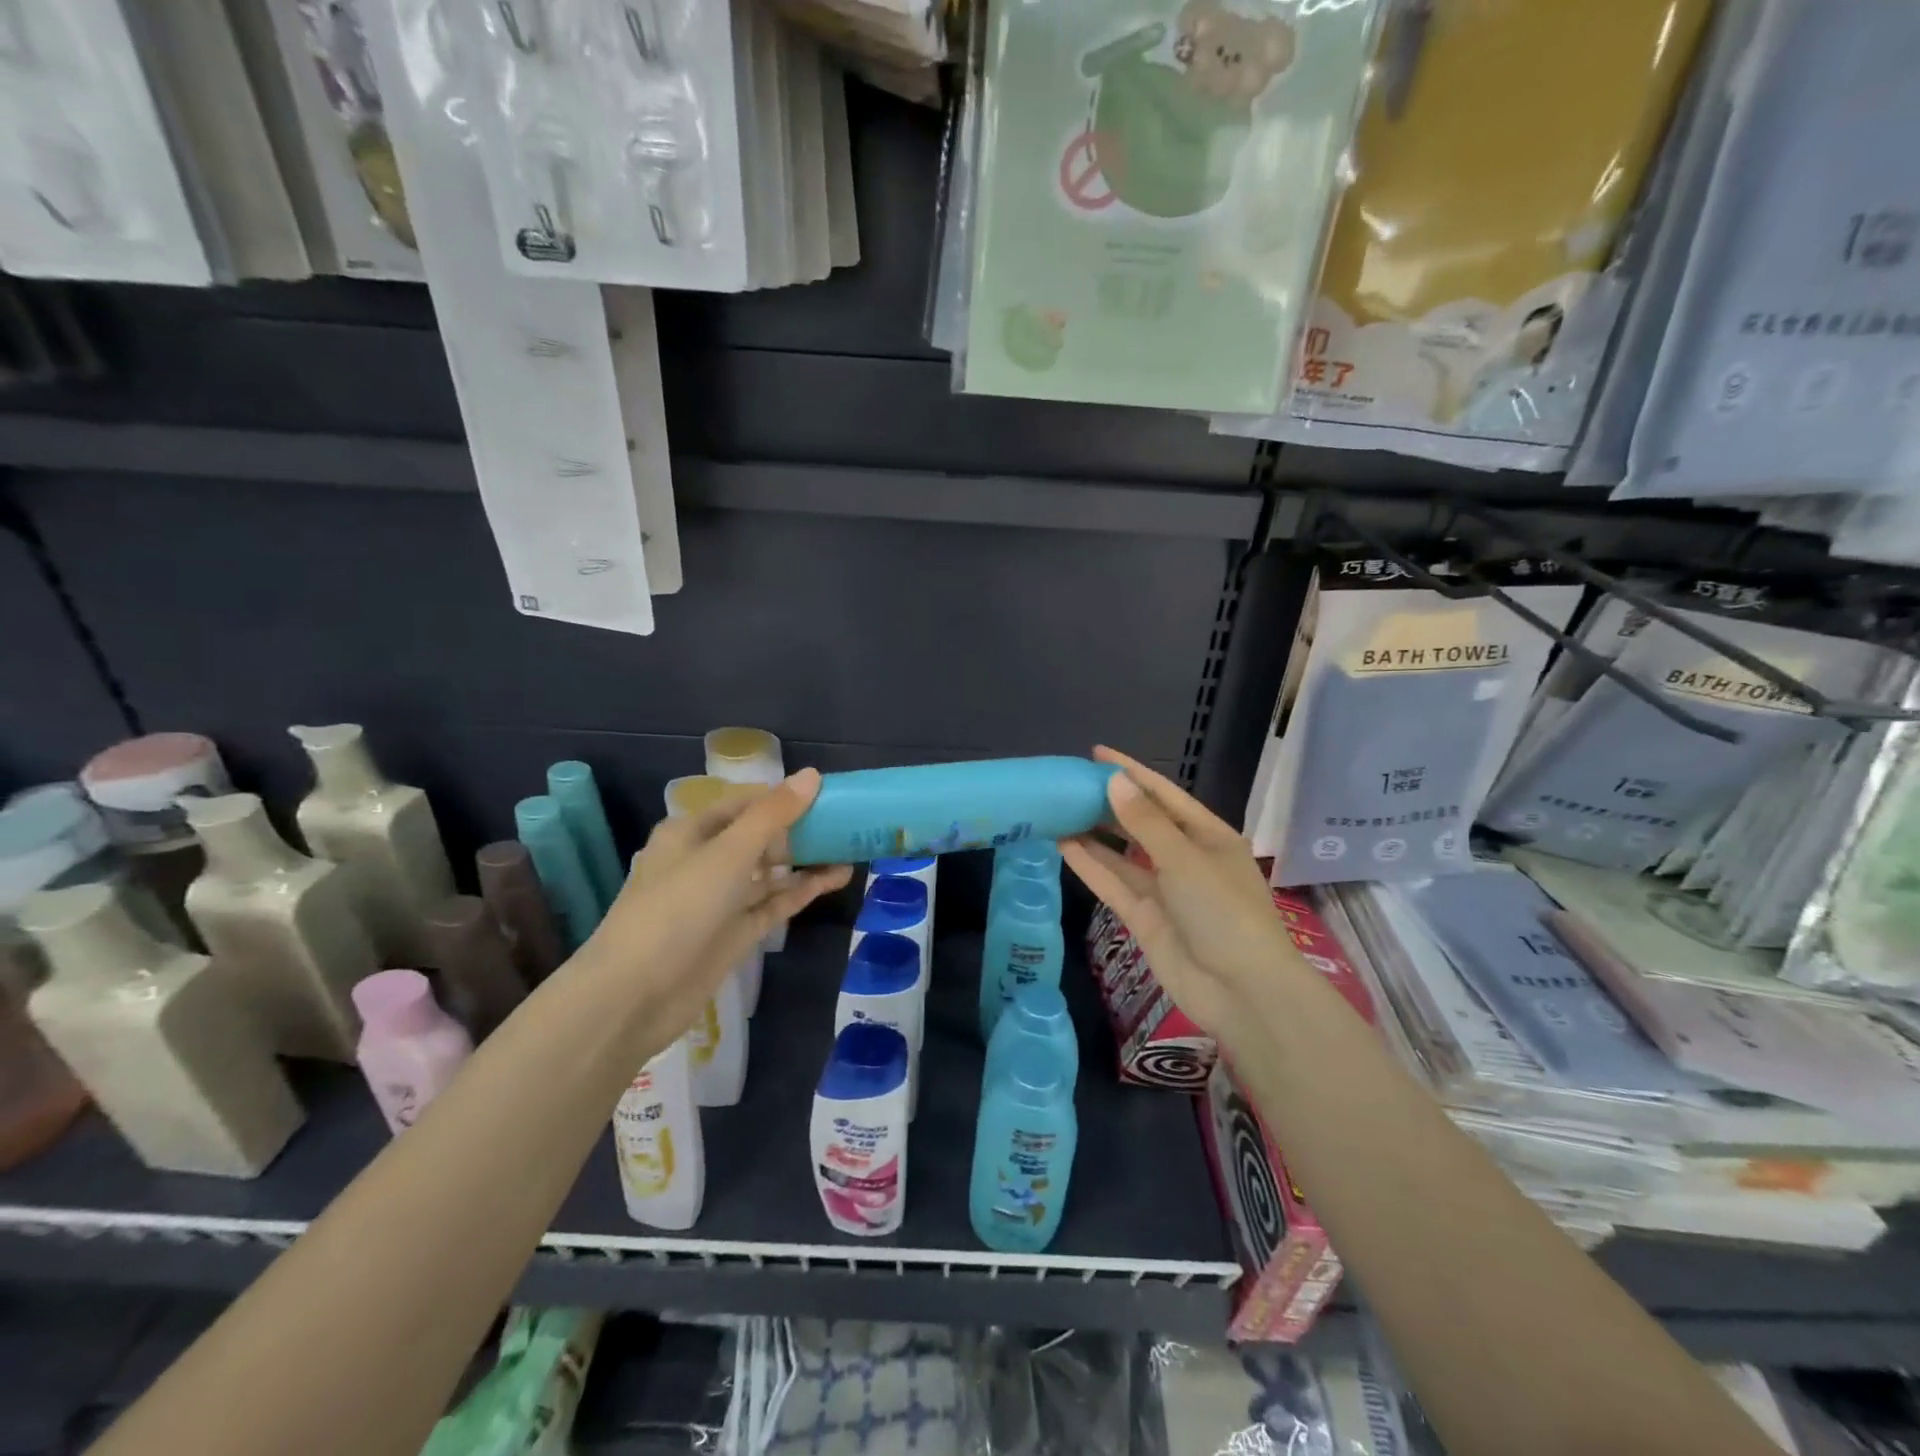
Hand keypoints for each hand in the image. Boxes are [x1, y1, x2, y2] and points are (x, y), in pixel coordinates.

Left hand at [584, 768, 851, 1043]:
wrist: (635, 995)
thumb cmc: (678, 907)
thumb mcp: (729, 853)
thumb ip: (774, 815)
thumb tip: (812, 775)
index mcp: (692, 831)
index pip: (745, 803)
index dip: (784, 797)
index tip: (828, 795)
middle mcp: (706, 860)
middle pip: (759, 836)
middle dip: (799, 830)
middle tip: (846, 824)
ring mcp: (721, 899)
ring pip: (770, 872)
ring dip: (806, 861)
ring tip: (851, 849)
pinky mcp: (734, 932)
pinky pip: (773, 903)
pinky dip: (802, 891)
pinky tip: (836, 878)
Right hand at [1059, 746, 1286, 1044]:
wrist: (1241, 992)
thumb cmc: (1224, 912)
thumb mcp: (1185, 859)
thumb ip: (1145, 822)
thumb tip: (1114, 781)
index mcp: (1208, 836)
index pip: (1164, 795)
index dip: (1132, 773)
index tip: (1096, 754)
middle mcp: (1185, 858)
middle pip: (1140, 823)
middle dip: (1108, 803)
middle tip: (1067, 783)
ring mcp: (1164, 890)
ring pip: (1122, 854)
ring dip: (1093, 834)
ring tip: (1057, 809)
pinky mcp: (1144, 917)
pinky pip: (1114, 883)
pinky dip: (1090, 865)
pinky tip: (1062, 845)